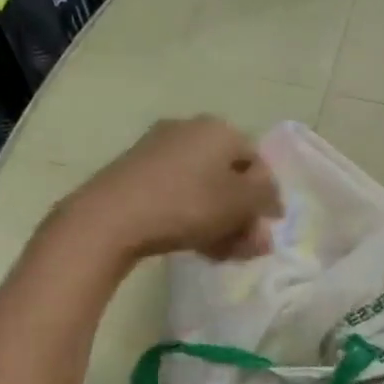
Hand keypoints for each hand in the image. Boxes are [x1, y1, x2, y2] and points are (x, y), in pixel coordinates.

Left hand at [73, 116, 282, 262]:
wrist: (111, 217)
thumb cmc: (188, 204)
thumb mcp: (241, 202)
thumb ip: (266, 198)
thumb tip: (272, 200)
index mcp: (219, 129)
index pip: (257, 161)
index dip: (268, 196)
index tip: (269, 227)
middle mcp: (190, 130)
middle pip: (230, 176)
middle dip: (243, 214)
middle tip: (248, 246)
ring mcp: (159, 150)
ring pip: (204, 188)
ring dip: (221, 221)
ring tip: (225, 254)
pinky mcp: (136, 172)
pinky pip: (178, 193)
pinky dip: (194, 217)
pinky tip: (198, 247)